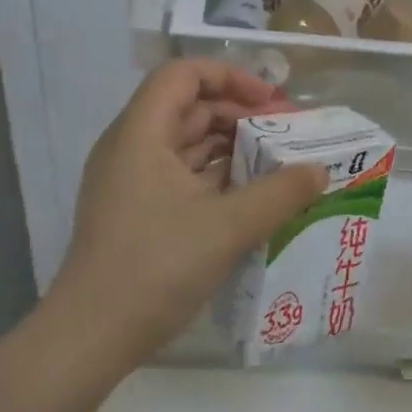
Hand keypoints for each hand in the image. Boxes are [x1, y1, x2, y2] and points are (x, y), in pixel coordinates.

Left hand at [50, 59, 326, 369]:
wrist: (91, 337)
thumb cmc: (156, 266)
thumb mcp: (228, 226)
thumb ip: (280, 193)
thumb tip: (320, 171)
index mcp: (141, 133)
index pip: (183, 75)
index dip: (230, 77)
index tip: (271, 102)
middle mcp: (131, 147)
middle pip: (188, 108)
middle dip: (239, 114)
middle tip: (286, 135)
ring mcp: (130, 181)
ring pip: (186, 144)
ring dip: (230, 148)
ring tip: (277, 164)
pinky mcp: (135, 211)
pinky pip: (180, 176)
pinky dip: (215, 177)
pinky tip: (250, 197)